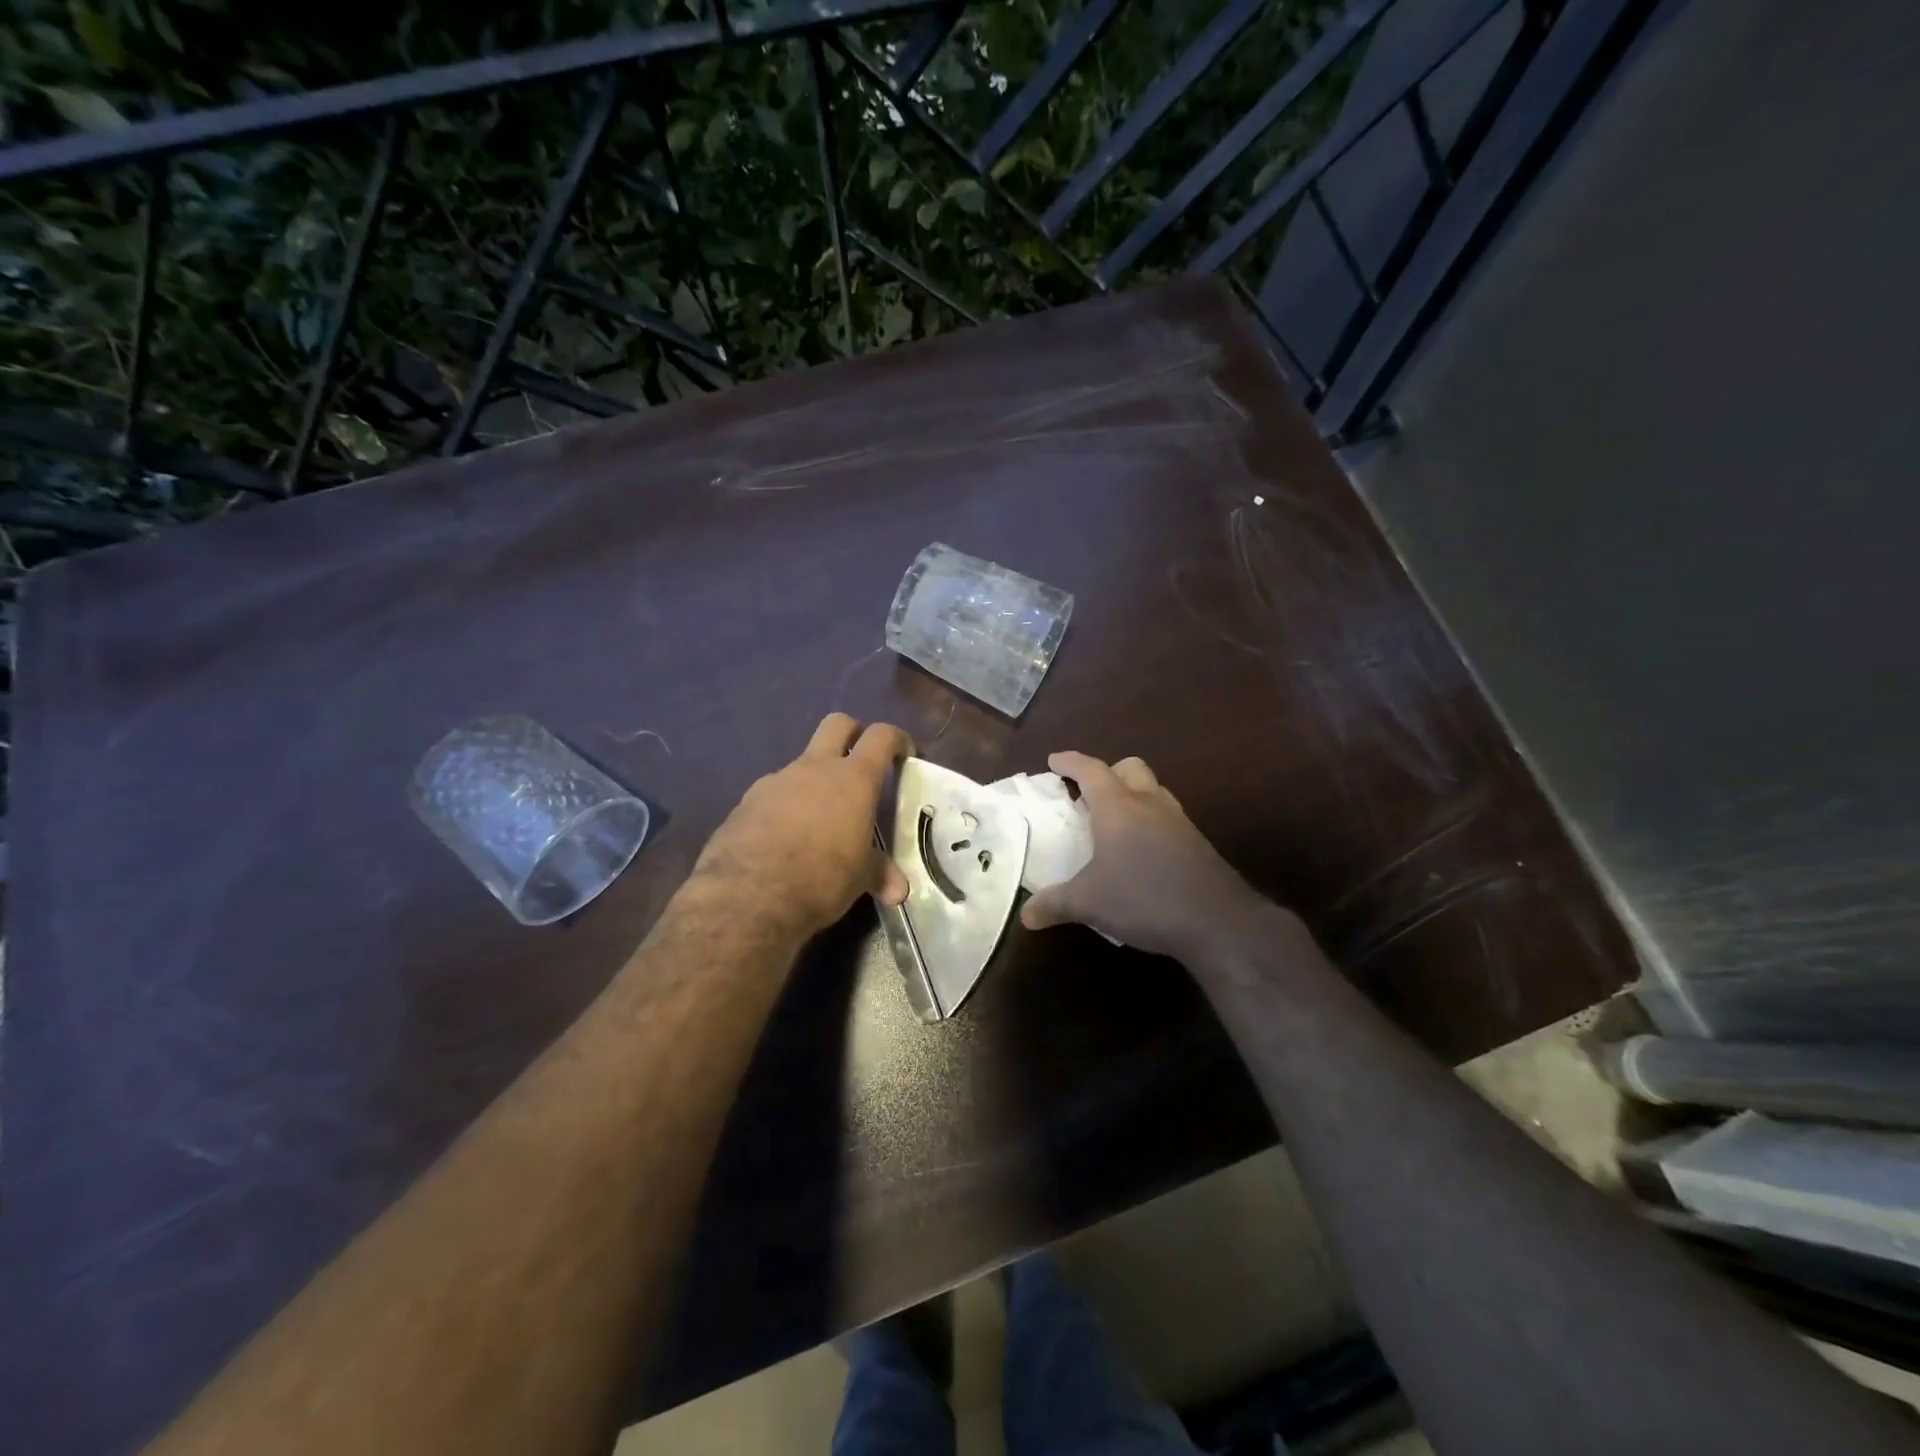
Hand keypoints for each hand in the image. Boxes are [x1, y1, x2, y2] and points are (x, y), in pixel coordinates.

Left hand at [694, 714, 913, 935]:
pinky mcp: (746, 802)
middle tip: (863, 764)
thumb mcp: (859, 878)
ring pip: (803, 763)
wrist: (747, 894)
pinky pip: (775, 794)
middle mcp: (815, 768)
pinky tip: (785, 839)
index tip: (905, 754)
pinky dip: (786, 807)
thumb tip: (899, 890)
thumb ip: (879, 874)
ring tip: (821, 821)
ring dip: (816, 781)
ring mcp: (777, 781)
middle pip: (838, 724)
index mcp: (853, 779)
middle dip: (854, 734)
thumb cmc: (821, 877)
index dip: (896, 739)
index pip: (881, 736)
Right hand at [1021, 751, 1271, 958]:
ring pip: (1153, 791)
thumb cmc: (1143, 898)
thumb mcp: (1089, 903)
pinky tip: (1142, 852)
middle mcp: (1149, 804)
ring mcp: (1179, 822)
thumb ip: (1055, 904)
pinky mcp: (1197, 844)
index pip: (1091, 770)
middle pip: (1130, 768)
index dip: (1070, 762)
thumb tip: (1026, 916)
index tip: (1054, 760)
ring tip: (1115, 822)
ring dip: (1133, 795)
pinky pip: (1168, 818)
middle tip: (1088, 793)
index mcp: (1118, 807)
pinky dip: (1150, 822)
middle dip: (1108, 772)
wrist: (1217, 921)